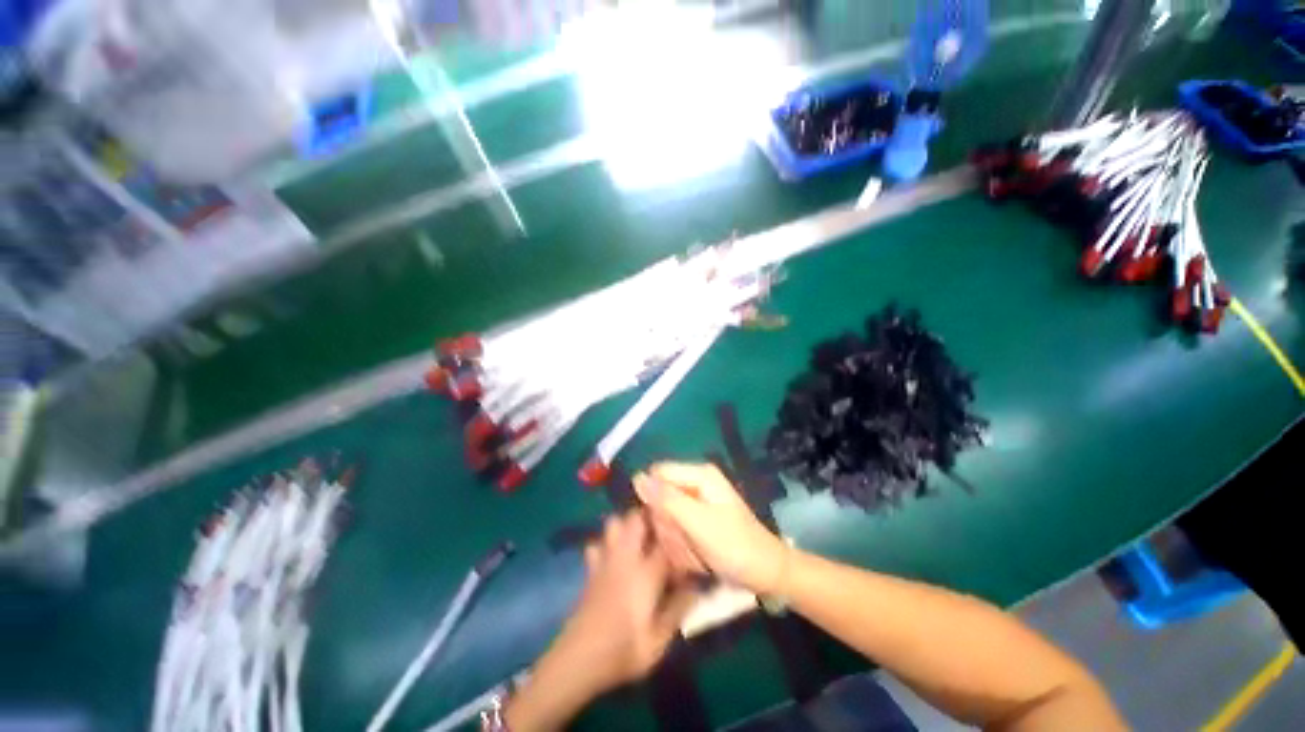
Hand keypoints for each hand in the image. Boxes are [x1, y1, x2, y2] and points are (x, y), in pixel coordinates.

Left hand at [550, 512, 698, 692]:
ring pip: (613, 523)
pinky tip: (613, 556)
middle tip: (664, 527)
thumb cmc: (623, 651)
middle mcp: (625, 558)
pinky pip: (596, 544)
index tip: (688, 537)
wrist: (578, 660)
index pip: (666, 542)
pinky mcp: (591, 570)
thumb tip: (697, 589)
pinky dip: (605, 544)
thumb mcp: (658, 640)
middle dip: (649, 515)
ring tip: (640, 536)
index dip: (678, 537)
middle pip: (636, 519)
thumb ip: (678, 610)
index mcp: (645, 572)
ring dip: (626, 524)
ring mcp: (605, 561)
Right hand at [635, 462, 788, 593]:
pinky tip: (697, 559)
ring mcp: (696, 503)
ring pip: (664, 519)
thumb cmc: (735, 546)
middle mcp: (695, 483)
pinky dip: (681, 548)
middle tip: (688, 543)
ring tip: (695, 553)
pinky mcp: (696, 521)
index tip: (665, 522)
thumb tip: (637, 477)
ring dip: (675, 541)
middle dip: (669, 526)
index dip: (654, 499)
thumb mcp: (699, 523)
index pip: (657, 474)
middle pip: (659, 499)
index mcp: (699, 475)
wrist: (764, 573)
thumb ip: (668, 500)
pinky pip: (674, 531)